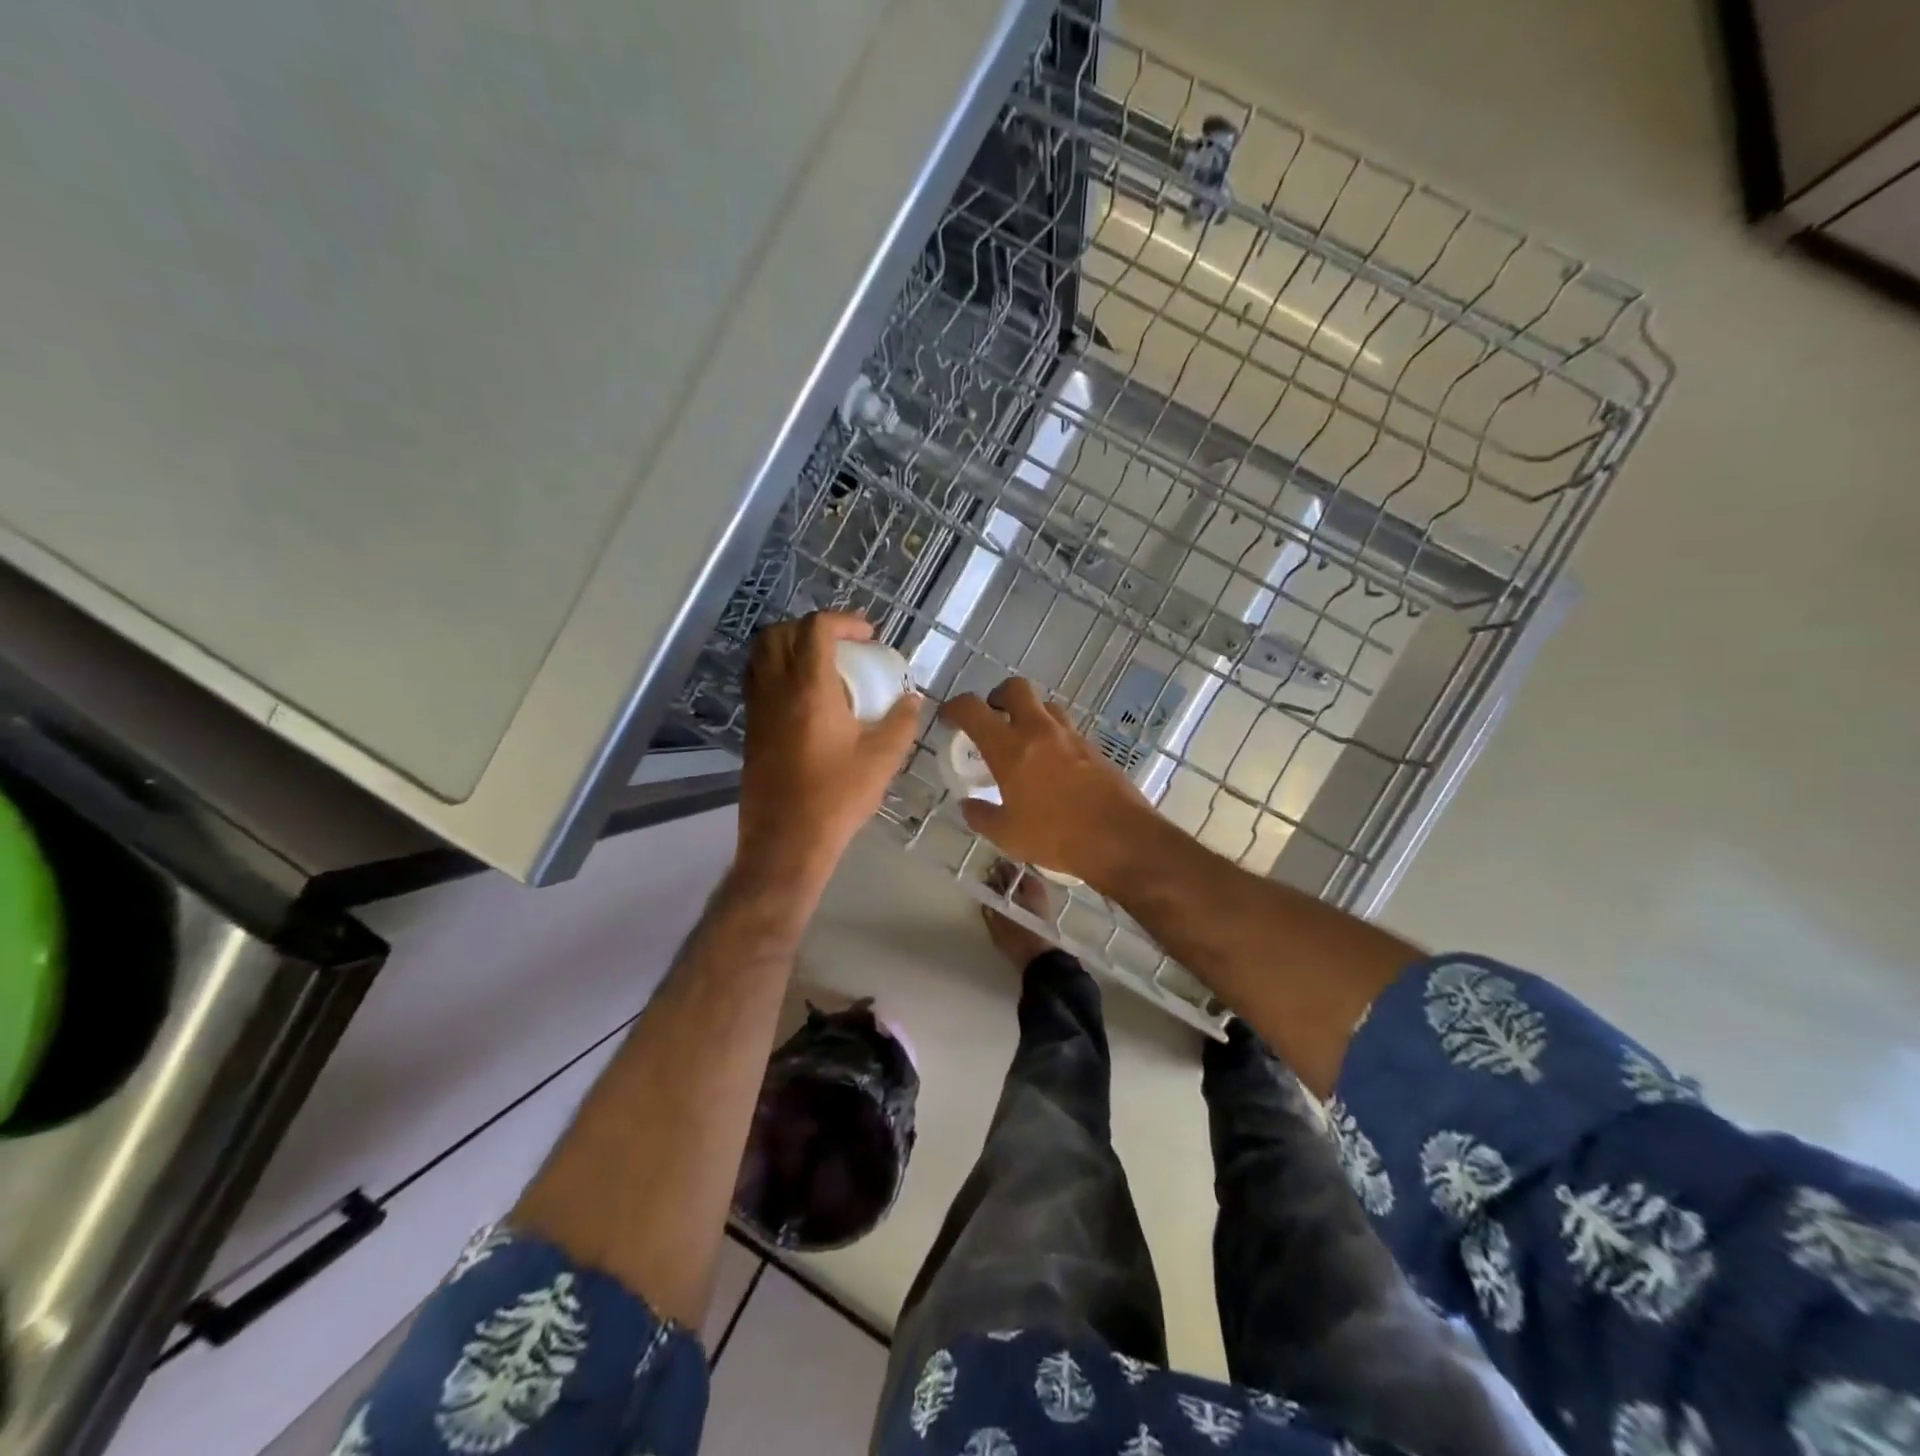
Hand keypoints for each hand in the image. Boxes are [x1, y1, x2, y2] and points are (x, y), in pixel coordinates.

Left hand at [737, 612, 920, 886]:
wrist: (787, 841)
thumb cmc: (837, 797)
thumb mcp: (882, 759)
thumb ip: (901, 721)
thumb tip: (912, 698)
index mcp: (810, 689)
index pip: (815, 629)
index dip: (843, 621)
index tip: (868, 636)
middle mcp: (776, 690)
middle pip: (779, 633)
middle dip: (811, 627)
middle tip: (842, 645)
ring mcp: (757, 710)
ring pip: (760, 656)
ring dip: (789, 647)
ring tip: (821, 666)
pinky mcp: (751, 731)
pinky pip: (757, 682)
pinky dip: (777, 672)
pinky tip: (805, 698)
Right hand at [940, 678, 1155, 891]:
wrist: (1120, 838)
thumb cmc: (1056, 836)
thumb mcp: (1007, 835)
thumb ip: (981, 816)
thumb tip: (968, 805)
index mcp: (1009, 748)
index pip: (973, 709)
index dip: (955, 707)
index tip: (949, 719)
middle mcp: (1039, 731)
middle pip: (1015, 688)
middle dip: (998, 696)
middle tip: (992, 719)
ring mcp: (1070, 736)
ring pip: (1045, 706)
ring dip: (1029, 714)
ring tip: (1023, 743)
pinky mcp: (1093, 748)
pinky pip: (1066, 730)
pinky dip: (1052, 737)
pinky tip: (1051, 766)